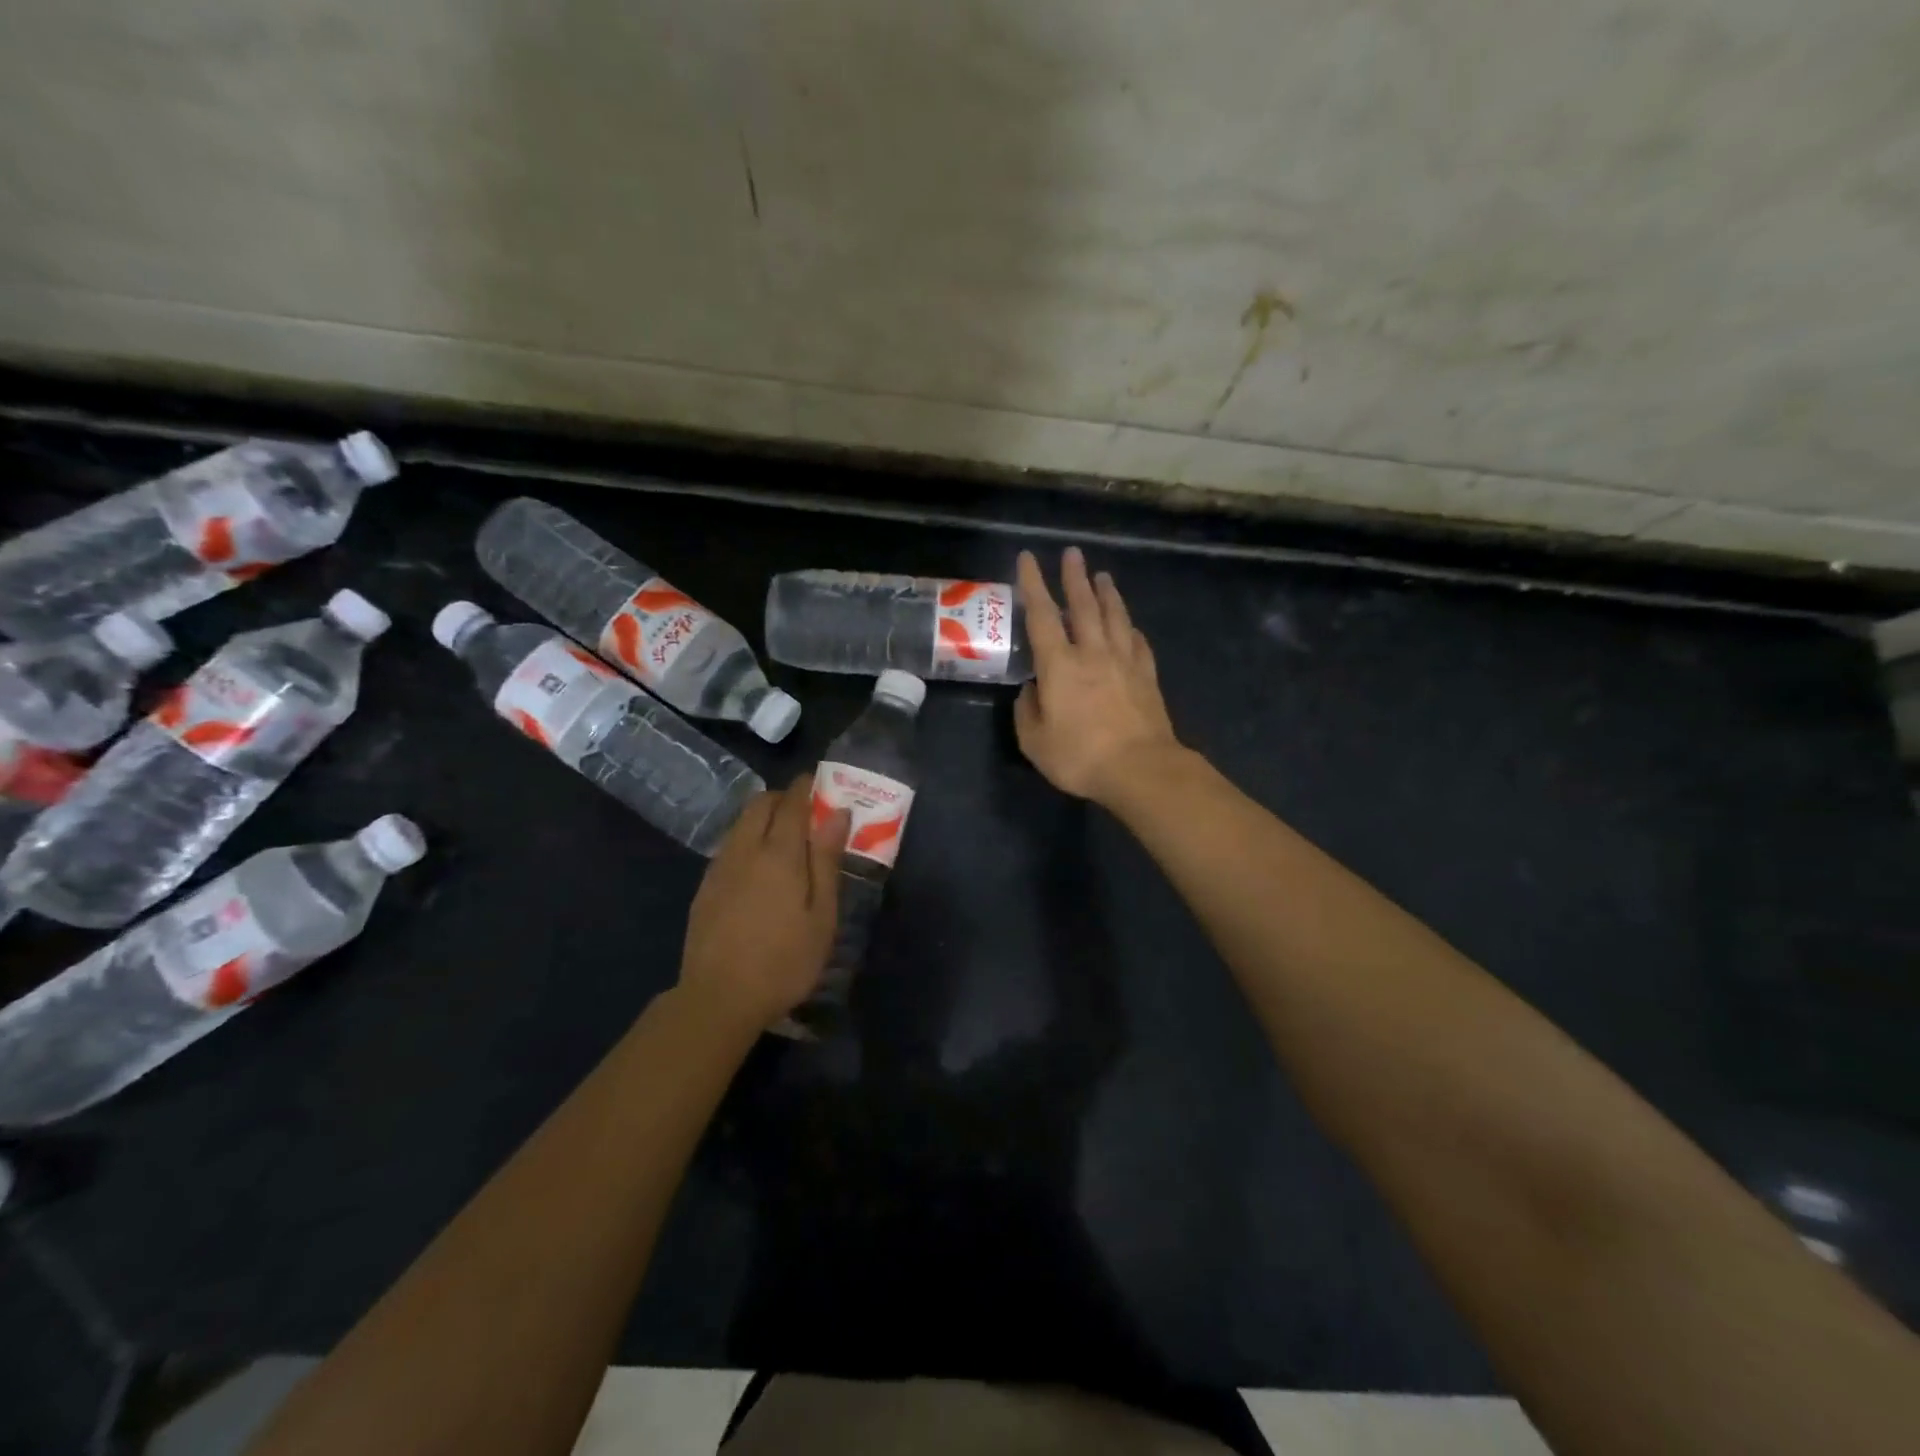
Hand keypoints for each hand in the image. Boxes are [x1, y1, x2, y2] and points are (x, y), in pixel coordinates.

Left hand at [679, 778, 847, 1030]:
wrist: (718, 998)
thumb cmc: (784, 960)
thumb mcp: (821, 915)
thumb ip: (827, 860)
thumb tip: (837, 813)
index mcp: (779, 853)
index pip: (792, 802)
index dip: (807, 787)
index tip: (821, 782)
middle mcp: (745, 849)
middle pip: (760, 804)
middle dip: (783, 798)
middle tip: (806, 812)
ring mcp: (720, 867)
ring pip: (741, 823)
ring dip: (763, 817)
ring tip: (785, 839)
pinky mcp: (705, 887)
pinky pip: (730, 845)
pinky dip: (748, 839)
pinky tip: (759, 868)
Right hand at [1015, 547, 1182, 803]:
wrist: (1140, 768)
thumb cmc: (1080, 756)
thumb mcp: (1035, 741)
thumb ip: (1027, 711)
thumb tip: (1032, 690)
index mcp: (1059, 665)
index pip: (1041, 615)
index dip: (1033, 584)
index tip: (1028, 558)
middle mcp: (1092, 653)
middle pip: (1083, 606)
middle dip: (1075, 577)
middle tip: (1073, 553)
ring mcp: (1124, 662)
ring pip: (1115, 617)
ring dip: (1107, 594)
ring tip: (1103, 576)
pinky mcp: (1147, 677)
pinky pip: (1138, 643)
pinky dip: (1131, 629)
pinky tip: (1130, 626)